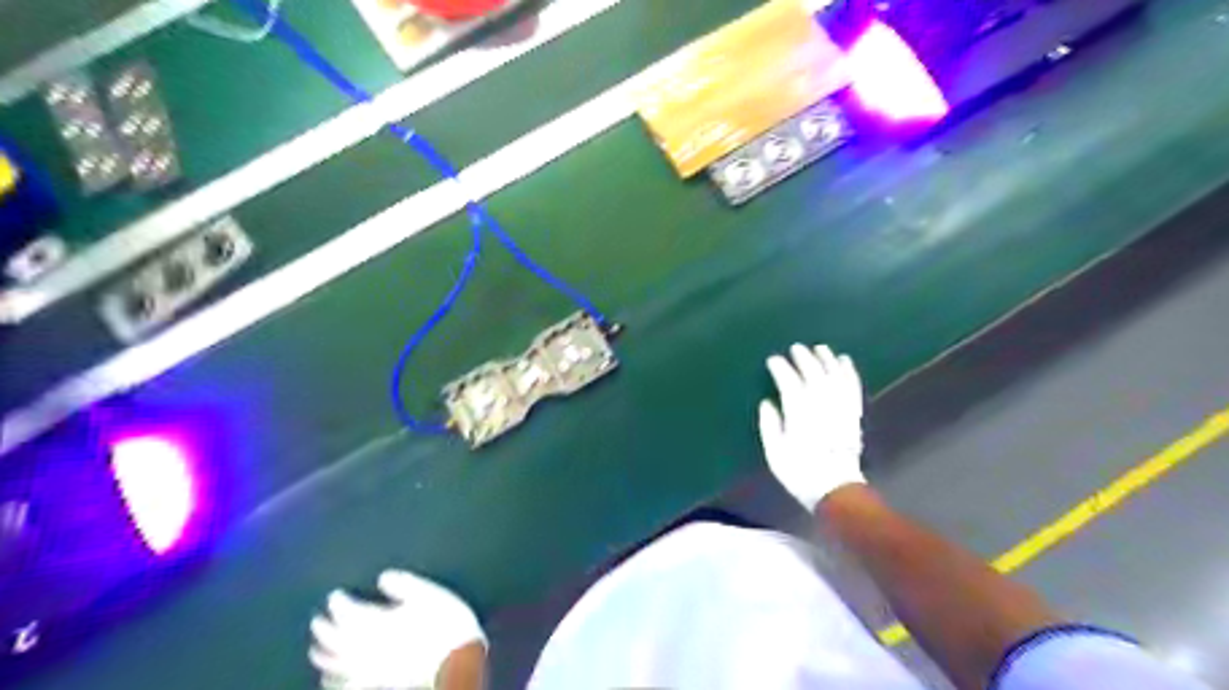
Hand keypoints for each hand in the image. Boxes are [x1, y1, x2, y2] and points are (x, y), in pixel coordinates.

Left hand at [309, 570, 486, 687]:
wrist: (456, 657)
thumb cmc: (443, 621)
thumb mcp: (428, 593)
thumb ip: (402, 583)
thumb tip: (382, 577)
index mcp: (376, 621)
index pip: (347, 611)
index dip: (339, 602)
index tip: (336, 595)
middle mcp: (365, 646)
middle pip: (335, 639)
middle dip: (324, 628)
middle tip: (318, 619)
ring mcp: (369, 667)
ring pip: (336, 663)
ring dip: (323, 654)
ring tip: (315, 648)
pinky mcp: (376, 681)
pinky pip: (346, 683)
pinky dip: (334, 679)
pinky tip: (330, 677)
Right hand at [759, 346, 861, 512]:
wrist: (835, 488)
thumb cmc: (799, 472)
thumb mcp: (774, 452)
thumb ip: (769, 425)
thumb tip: (767, 403)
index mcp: (799, 413)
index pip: (789, 382)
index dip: (780, 368)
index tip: (773, 360)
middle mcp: (821, 405)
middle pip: (813, 374)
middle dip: (803, 358)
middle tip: (796, 348)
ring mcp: (840, 408)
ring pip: (834, 376)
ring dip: (827, 360)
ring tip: (820, 348)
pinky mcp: (853, 413)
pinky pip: (852, 387)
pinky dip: (848, 372)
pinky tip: (844, 361)